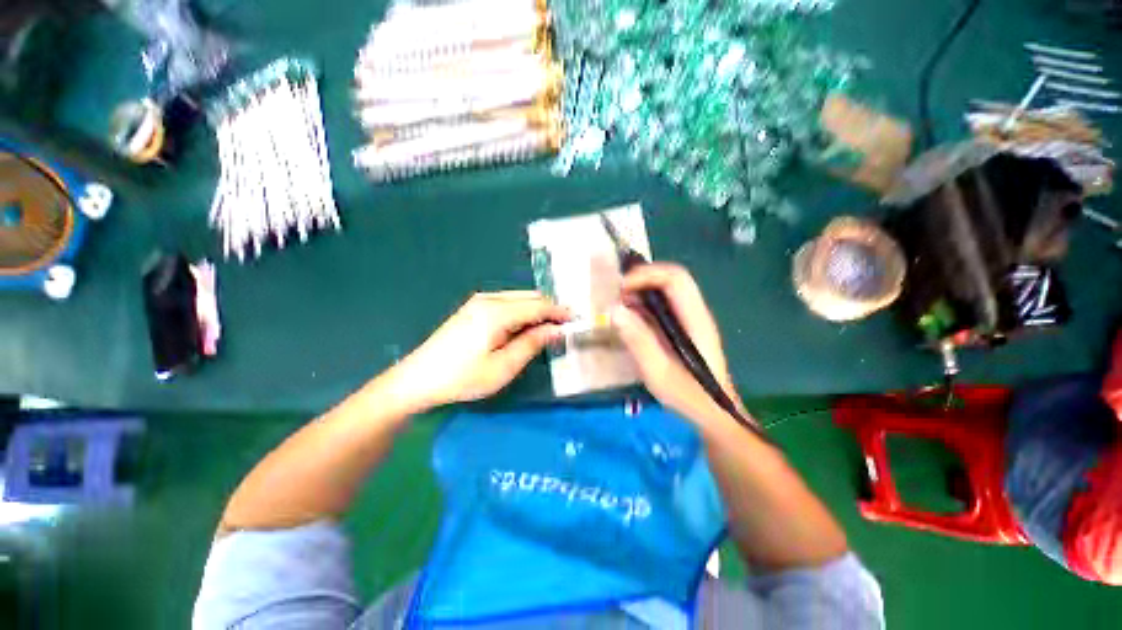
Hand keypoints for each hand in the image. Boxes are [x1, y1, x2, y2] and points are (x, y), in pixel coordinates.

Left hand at [392, 291, 570, 409]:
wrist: (418, 378)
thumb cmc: (463, 377)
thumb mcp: (503, 367)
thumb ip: (532, 344)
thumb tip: (556, 329)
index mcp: (497, 312)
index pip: (538, 305)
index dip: (559, 312)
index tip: (577, 320)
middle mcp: (489, 299)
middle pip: (530, 297)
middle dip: (550, 308)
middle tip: (566, 325)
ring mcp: (479, 301)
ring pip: (519, 297)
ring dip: (537, 309)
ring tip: (550, 327)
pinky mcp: (474, 307)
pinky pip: (507, 302)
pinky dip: (523, 311)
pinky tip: (526, 325)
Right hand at [611, 263, 743, 421]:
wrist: (714, 414)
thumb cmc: (689, 396)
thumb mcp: (658, 372)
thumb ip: (638, 340)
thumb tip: (614, 310)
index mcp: (695, 319)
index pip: (675, 278)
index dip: (646, 275)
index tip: (620, 290)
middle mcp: (695, 313)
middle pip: (672, 278)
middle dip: (642, 279)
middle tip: (617, 295)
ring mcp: (691, 319)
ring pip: (667, 289)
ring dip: (642, 290)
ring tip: (619, 306)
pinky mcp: (684, 327)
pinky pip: (663, 305)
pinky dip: (644, 304)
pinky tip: (630, 319)